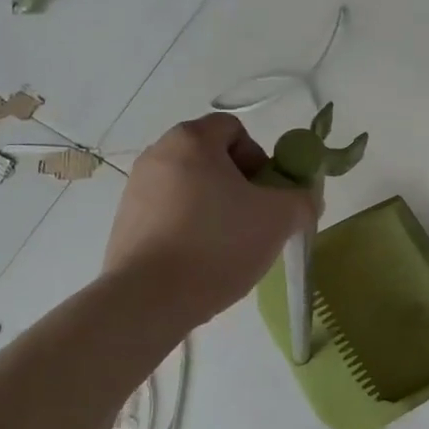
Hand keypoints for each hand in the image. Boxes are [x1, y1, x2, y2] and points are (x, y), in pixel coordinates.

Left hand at [105, 114, 315, 327]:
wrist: (148, 299)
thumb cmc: (217, 244)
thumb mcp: (279, 219)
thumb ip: (302, 199)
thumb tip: (303, 199)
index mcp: (191, 140)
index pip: (234, 129)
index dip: (259, 158)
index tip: (266, 195)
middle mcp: (157, 154)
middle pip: (211, 158)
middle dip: (238, 185)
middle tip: (253, 221)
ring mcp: (135, 189)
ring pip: (190, 188)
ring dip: (214, 208)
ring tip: (227, 246)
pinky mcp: (125, 222)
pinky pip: (168, 214)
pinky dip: (188, 228)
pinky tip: (199, 261)